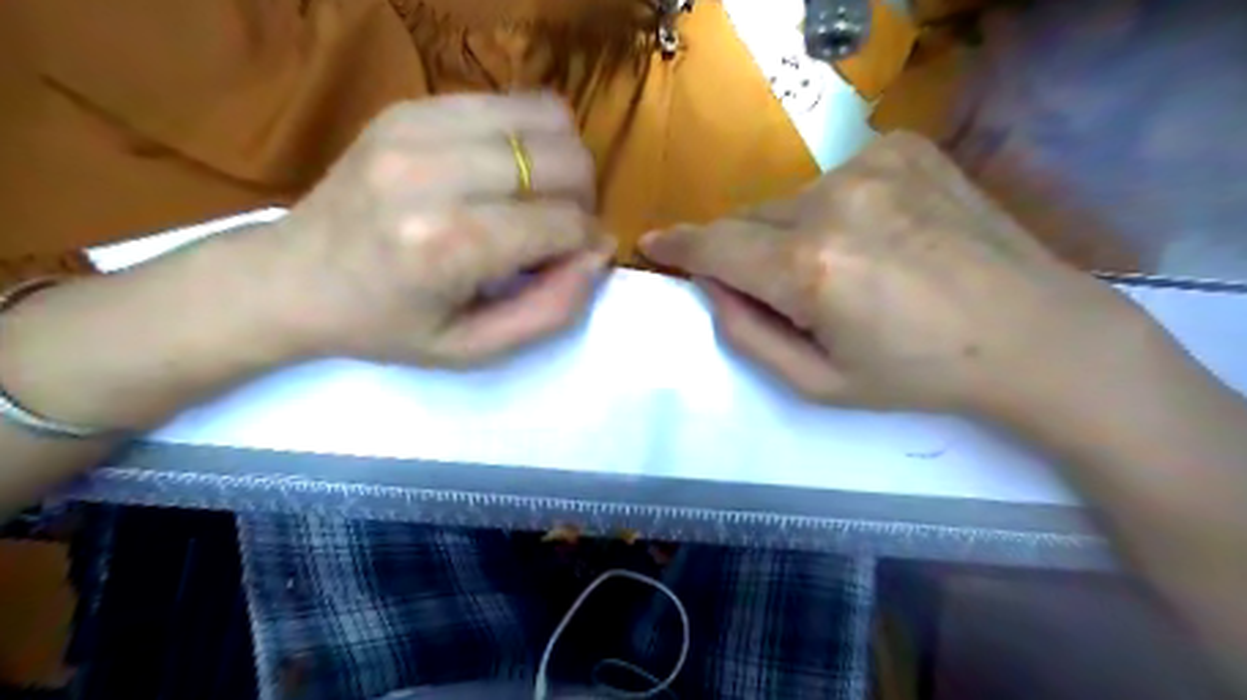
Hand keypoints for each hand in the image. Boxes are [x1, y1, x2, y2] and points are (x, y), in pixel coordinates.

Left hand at [255, 96, 611, 369]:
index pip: (563, 222)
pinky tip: (508, 172)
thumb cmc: (387, 325)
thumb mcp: (474, 348)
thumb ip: (551, 310)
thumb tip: (598, 254)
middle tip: (561, 227)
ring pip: (548, 117)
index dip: (588, 242)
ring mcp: (418, 127)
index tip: (578, 258)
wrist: (292, 277)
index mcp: (448, 245)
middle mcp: (435, 173)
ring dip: (562, 161)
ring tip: (539, 196)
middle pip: (565, 160)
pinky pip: (509, 102)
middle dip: (583, 199)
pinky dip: (529, 137)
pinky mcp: (410, 106)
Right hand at [643, 133, 1160, 420]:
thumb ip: (747, 333)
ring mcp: (873, 165)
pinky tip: (879, 237)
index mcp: (811, 268)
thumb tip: (711, 285)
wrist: (1033, 334)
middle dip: (744, 251)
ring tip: (845, 270)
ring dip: (792, 233)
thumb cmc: (918, 374)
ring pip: (791, 201)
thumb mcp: (818, 383)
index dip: (680, 245)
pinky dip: (835, 210)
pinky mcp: (904, 148)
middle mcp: (835, 202)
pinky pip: (835, 180)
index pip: (716, 246)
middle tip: (781, 290)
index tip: (654, 243)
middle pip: (750, 219)